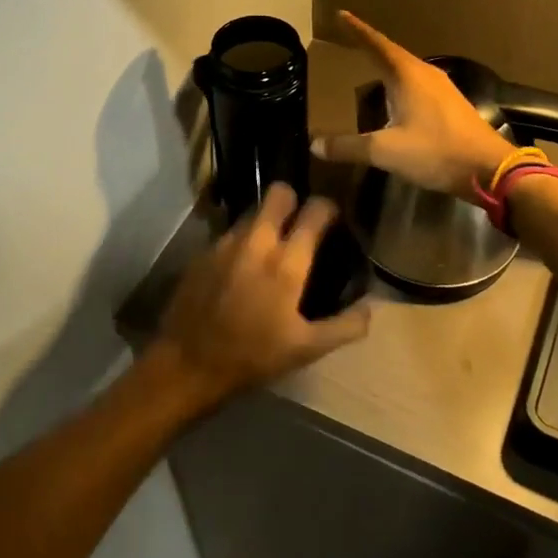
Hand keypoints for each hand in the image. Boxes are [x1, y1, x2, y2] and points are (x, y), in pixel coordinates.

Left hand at [152, 184, 371, 407]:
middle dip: (292, 201)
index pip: (315, 210)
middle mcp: (256, 242)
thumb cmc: (252, 356)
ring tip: (270, 247)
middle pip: (278, 193)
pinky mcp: (203, 252)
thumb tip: (370, 307)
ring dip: (265, 222)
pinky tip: (242, 268)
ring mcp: (225, 243)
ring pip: (252, 212)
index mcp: (286, 262)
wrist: (187, 364)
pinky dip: (242, 242)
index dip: (327, 208)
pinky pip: (230, 233)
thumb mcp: (305, 349)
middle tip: (298, 225)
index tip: (331, 220)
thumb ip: (344, 326)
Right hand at [311, 11, 513, 195]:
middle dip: (370, 48)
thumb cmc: (436, 152)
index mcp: (408, 75)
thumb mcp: (386, 151)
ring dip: (386, 68)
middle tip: (349, 43)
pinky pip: (418, 86)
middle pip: (392, 54)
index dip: (357, 30)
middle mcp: (425, 74)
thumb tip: (315, 144)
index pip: (376, 44)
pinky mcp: (451, 106)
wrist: (490, 169)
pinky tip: (394, 101)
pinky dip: (400, 86)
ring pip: (407, 71)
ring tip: (367, 70)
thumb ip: (349, 147)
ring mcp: (442, 89)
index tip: (340, 14)